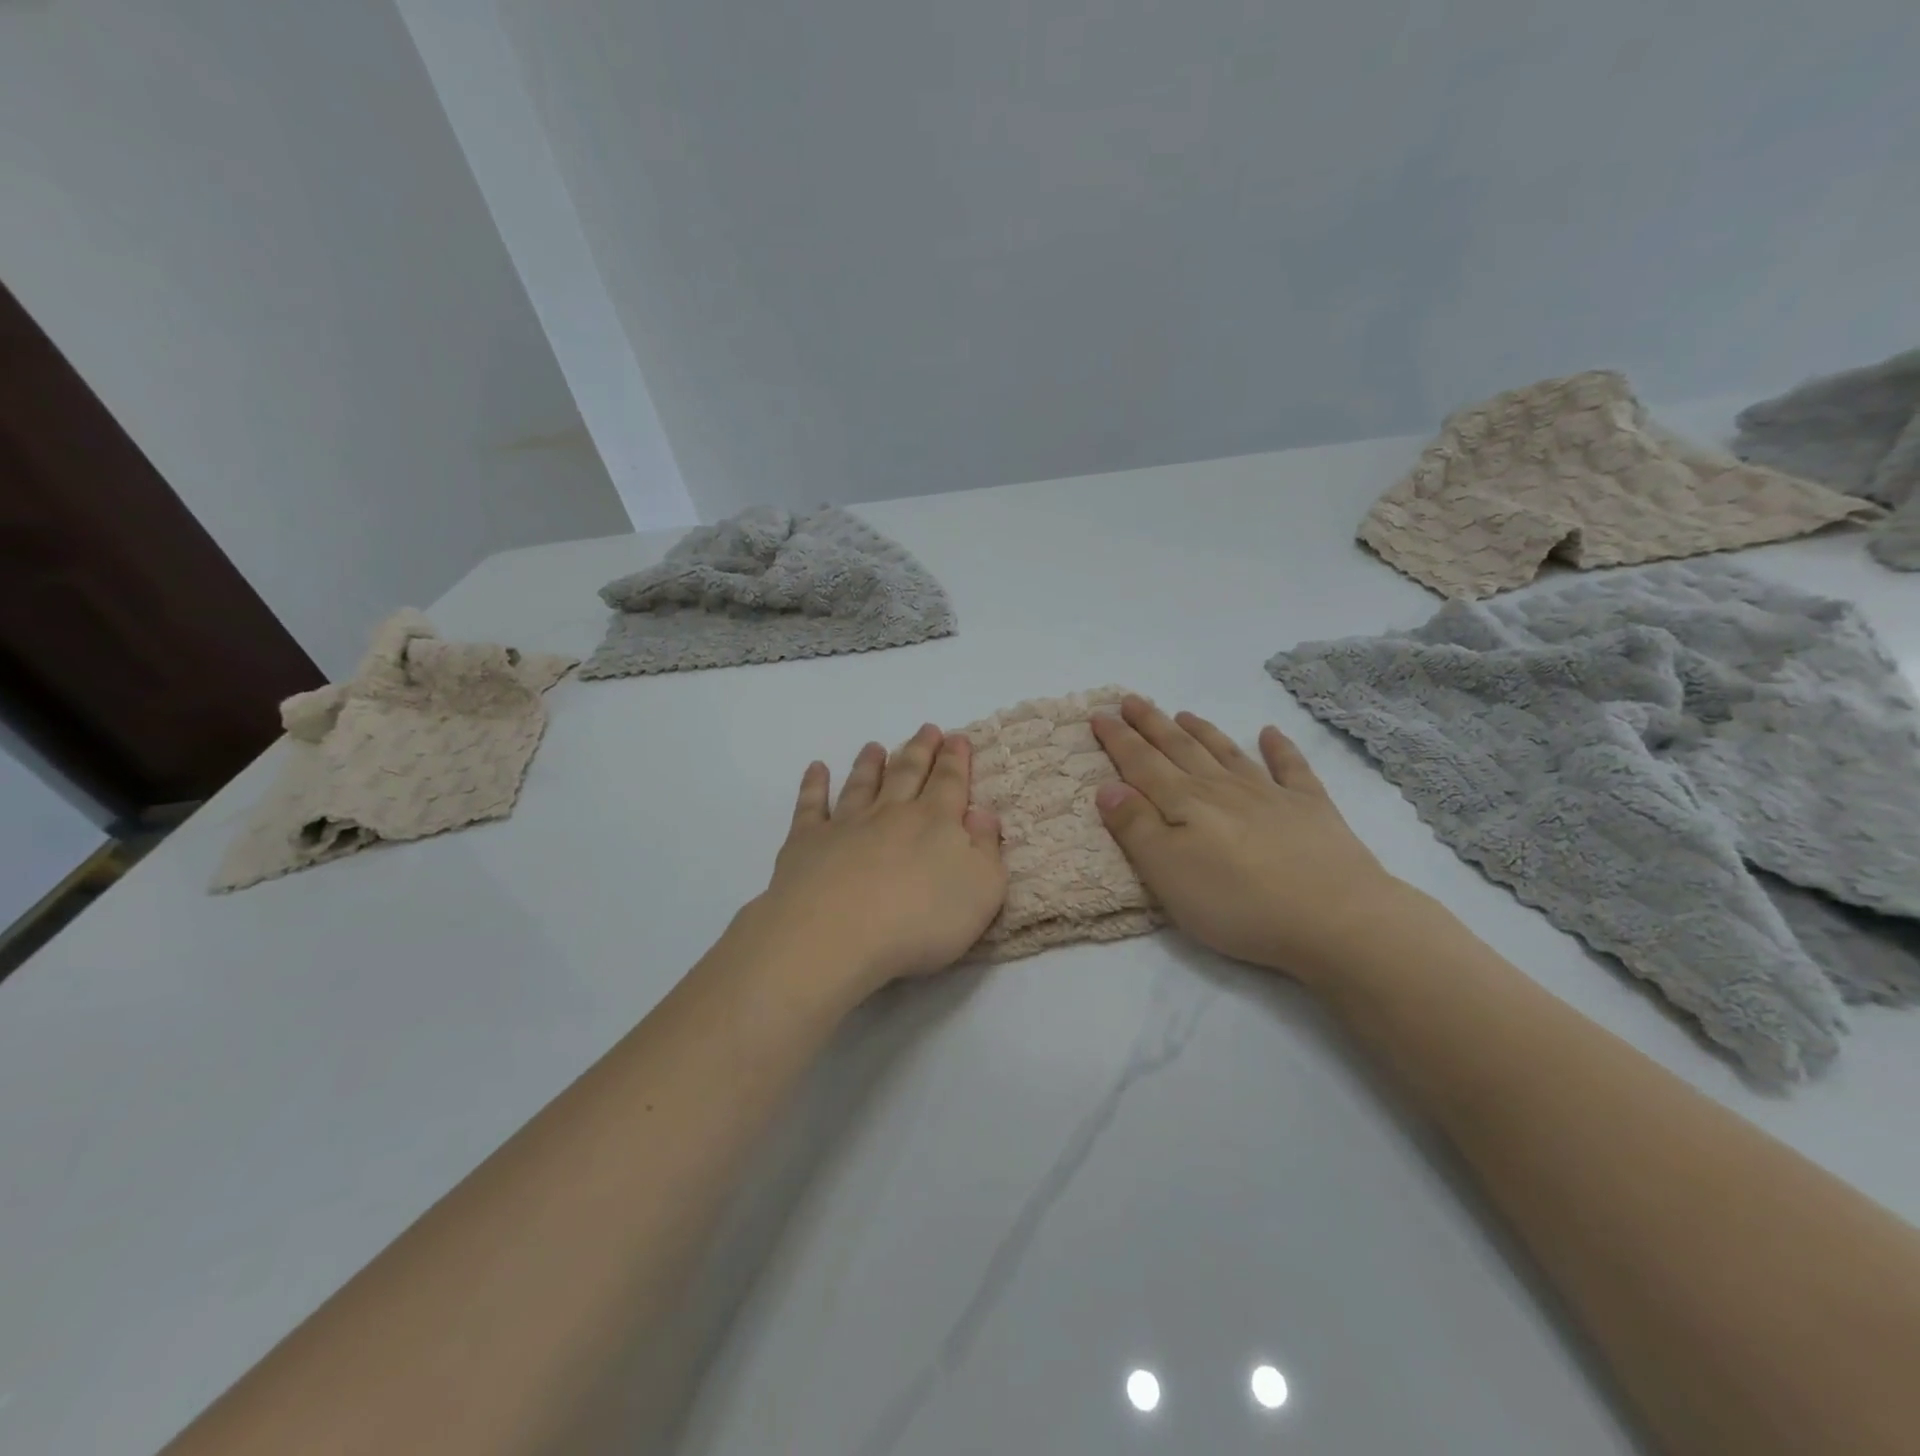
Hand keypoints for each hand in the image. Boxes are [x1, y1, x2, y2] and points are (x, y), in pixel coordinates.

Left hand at [737, 724, 1007, 996]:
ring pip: (861, 784)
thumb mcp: (981, 891)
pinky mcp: (807, 841)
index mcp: (935, 823)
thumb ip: (986, 850)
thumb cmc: (920, 920)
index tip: (958, 737)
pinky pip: (811, 805)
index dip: (956, 760)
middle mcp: (891, 813)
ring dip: (870, 763)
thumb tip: (983, 813)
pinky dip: (814, 785)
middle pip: (908, 773)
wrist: (836, 933)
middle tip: (927, 729)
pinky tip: (816, 769)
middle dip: (920, 750)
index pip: (950, 783)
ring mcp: (846, 824)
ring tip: (874, 746)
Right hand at [1090, 696, 1402, 982]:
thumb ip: (1135, 827)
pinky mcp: (1311, 809)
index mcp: (1186, 803)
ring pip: (1227, 752)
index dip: (1119, 739)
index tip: (1100, 714)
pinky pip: (1291, 768)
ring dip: (1202, 731)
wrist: (1335, 918)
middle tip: (1132, 700)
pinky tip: (1270, 732)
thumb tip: (1108, 787)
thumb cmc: (1237, 903)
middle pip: (1180, 749)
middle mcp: (1223, 789)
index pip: (1142, 764)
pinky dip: (1279, 747)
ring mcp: (1270, 794)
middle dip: (1152, 724)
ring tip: (1182, 713)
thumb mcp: (1168, 872)